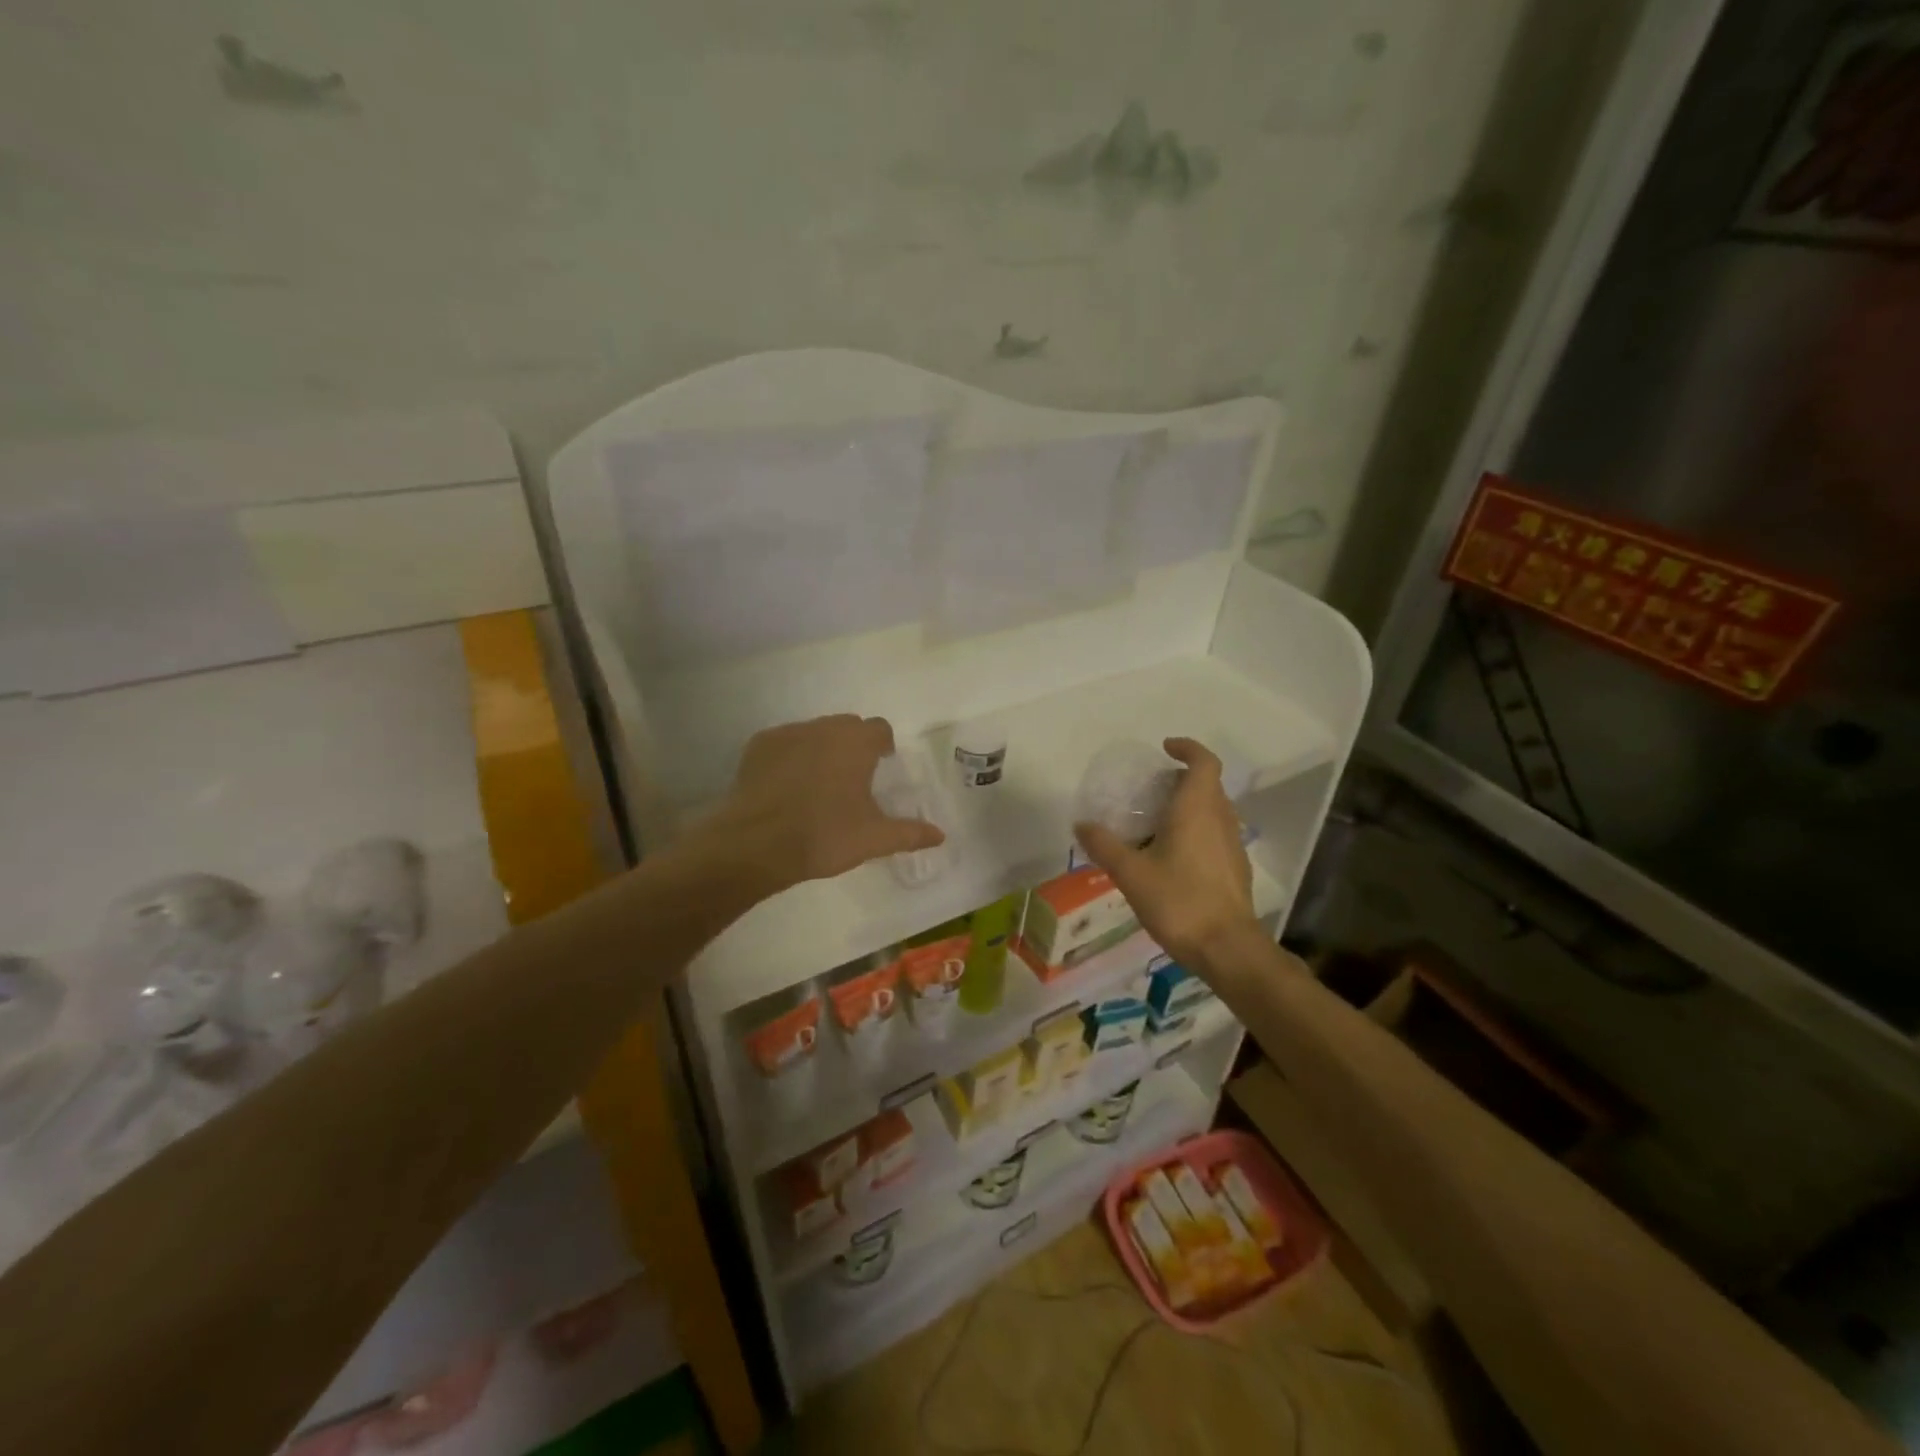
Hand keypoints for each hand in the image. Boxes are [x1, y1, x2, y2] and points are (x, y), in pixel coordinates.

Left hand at [701, 715, 944, 896]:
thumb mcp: (874, 839)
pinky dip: (791, 757)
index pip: (879, 729)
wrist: (755, 843)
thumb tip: (940, 835)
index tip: (881, 765)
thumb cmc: (824, 835)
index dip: (883, 745)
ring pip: (813, 733)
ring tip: (818, 784)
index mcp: (856, 743)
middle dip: (853, 745)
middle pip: (846, 726)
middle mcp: (823, 728)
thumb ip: (910, 833)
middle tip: (852, 778)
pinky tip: (787, 786)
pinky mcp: (758, 746)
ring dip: (821, 749)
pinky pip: (784, 743)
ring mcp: (787, 733)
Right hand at [1074, 738, 1260, 979]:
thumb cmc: (1178, 901)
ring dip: (1190, 804)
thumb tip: (1081, 824)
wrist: (1227, 948)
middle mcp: (1221, 818)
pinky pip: (1216, 832)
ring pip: (1214, 809)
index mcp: (1197, 809)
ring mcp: (1233, 844)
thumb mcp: (1131, 873)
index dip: (1187, 748)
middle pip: (1208, 784)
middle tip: (1150, 789)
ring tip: (1157, 821)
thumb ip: (1104, 846)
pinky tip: (1173, 855)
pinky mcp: (1236, 867)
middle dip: (1181, 779)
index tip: (1165, 749)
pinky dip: (1197, 829)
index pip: (1203, 762)